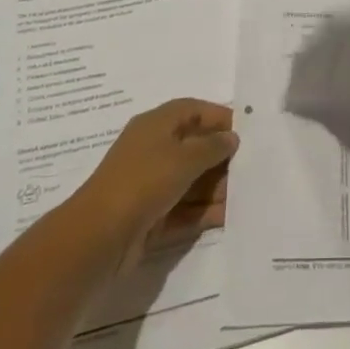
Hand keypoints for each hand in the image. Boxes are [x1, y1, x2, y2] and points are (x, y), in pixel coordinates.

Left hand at [77, 99, 237, 270]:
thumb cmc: (144, 182)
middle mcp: (152, 151)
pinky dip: (203, 212)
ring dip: (215, 188)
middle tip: (251, 167)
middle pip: (193, 146)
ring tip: (244, 196)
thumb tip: (231, 138)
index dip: (218, 116)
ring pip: (190, 180)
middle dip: (220, 157)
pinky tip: (227, 217)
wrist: (98, 238)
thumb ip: (212, 146)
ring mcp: (150, 185)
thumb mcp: (184, 158)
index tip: (246, 131)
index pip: (192, 110)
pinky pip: (183, 209)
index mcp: (155, 125)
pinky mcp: (150, 217)